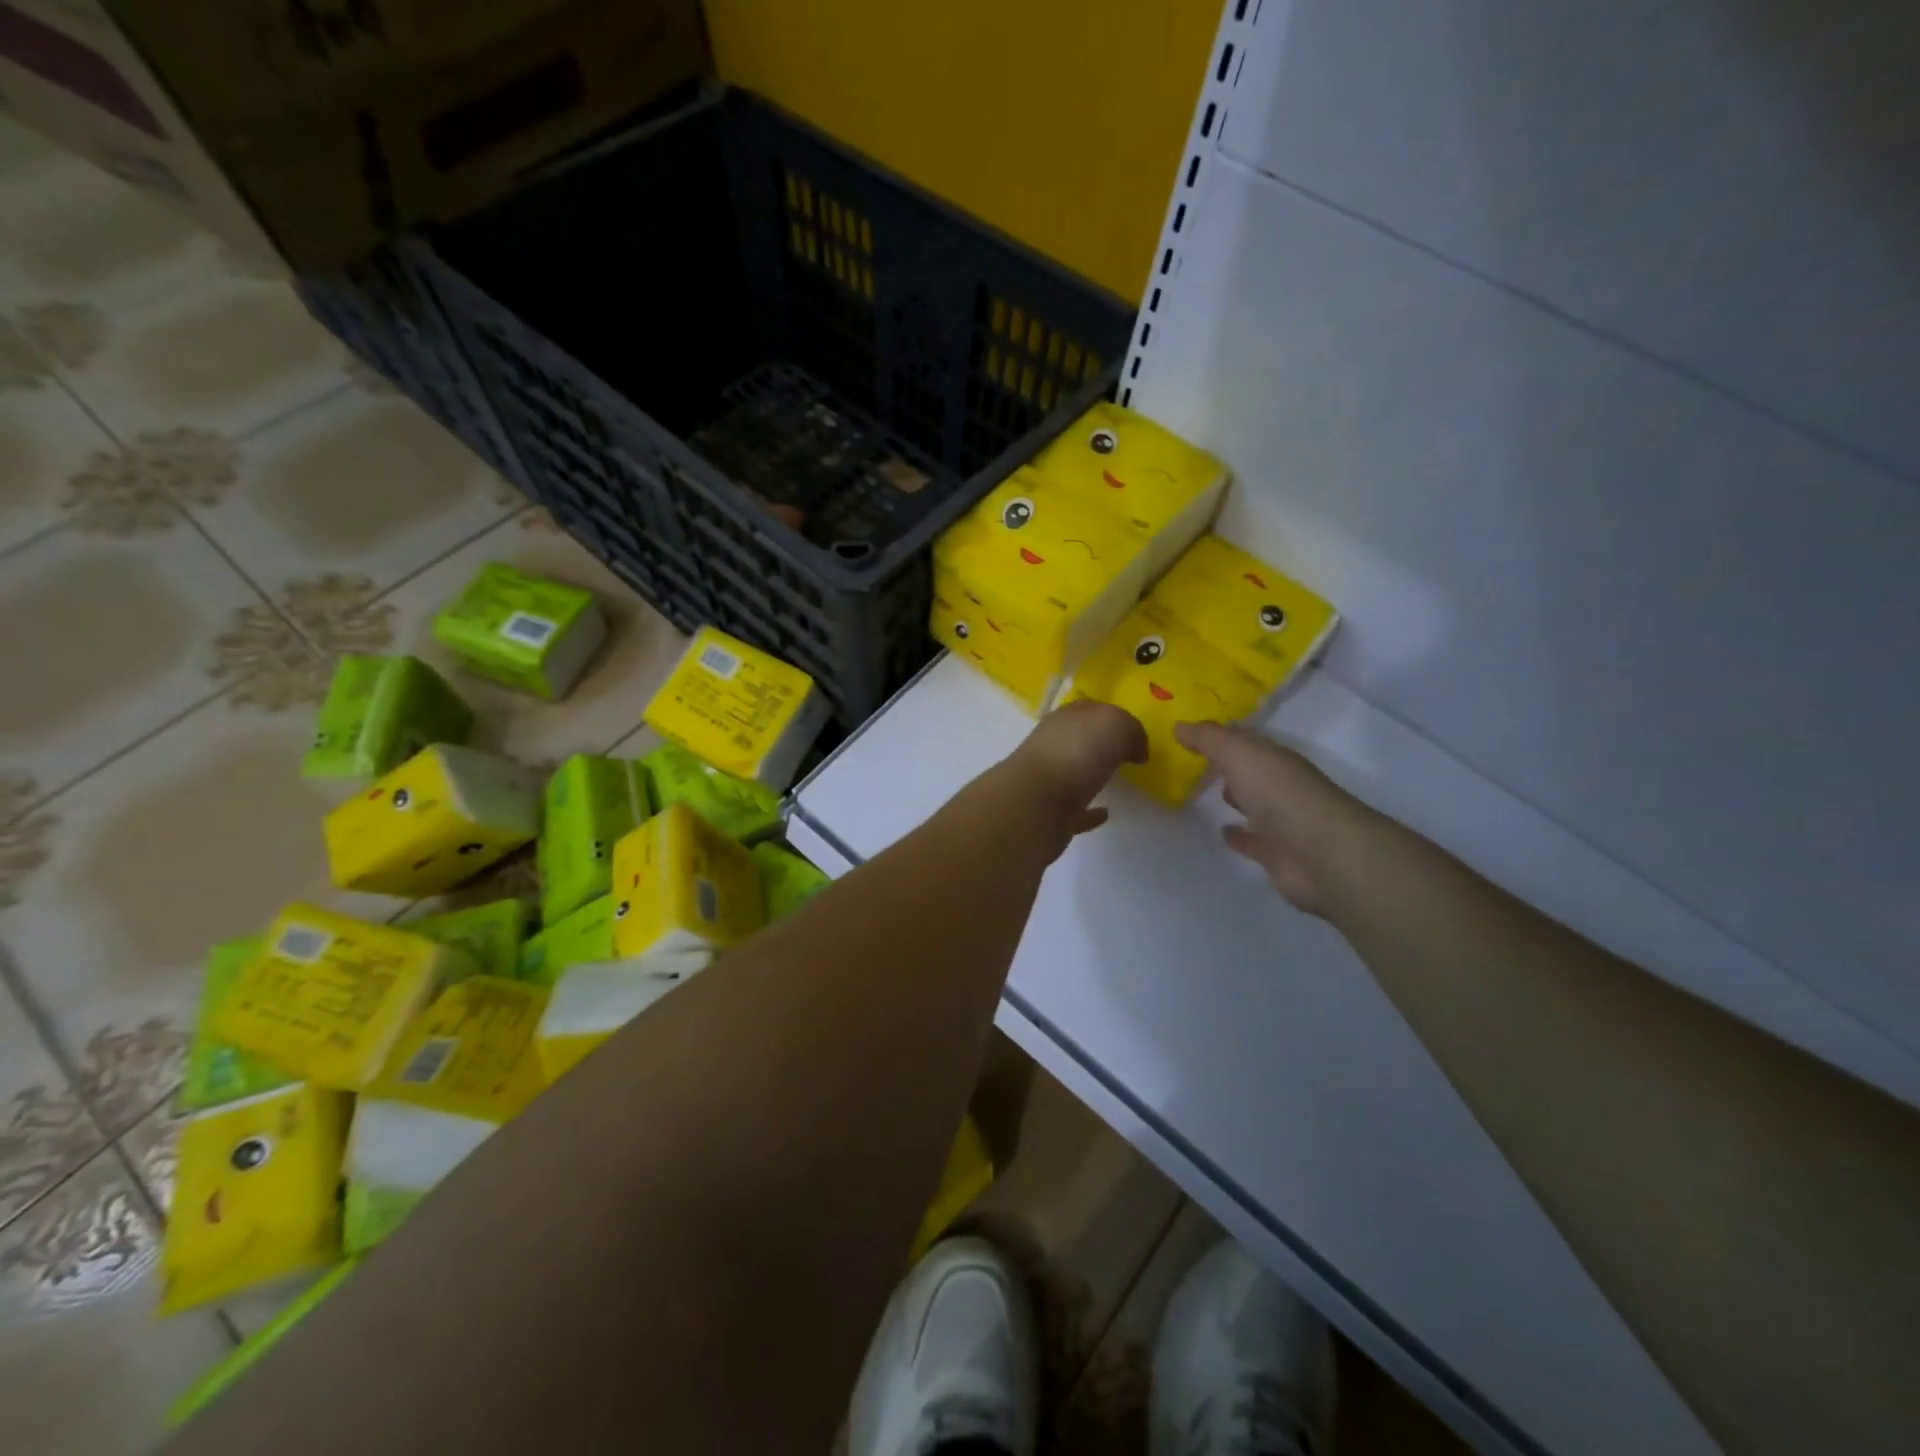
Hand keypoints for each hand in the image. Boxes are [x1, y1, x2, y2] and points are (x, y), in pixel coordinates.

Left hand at [1006, 699, 1148, 838]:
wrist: (1037, 804)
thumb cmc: (1075, 753)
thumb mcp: (1113, 724)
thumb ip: (1129, 730)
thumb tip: (1135, 749)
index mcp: (1065, 719)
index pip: (1089, 710)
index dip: (1113, 717)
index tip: (1135, 733)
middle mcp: (1052, 746)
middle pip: (1080, 740)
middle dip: (1100, 744)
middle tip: (1128, 755)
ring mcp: (1048, 781)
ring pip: (1075, 773)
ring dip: (1093, 776)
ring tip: (1119, 782)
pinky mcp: (1050, 815)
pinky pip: (1075, 810)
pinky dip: (1090, 812)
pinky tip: (1105, 812)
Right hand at [1175, 722, 1369, 917]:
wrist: (1320, 853)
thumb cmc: (1279, 794)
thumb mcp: (1238, 754)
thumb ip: (1208, 739)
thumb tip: (1178, 725)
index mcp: (1276, 759)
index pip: (1247, 741)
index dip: (1222, 735)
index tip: (1192, 733)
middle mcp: (1281, 786)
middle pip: (1252, 771)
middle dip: (1231, 765)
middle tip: (1198, 761)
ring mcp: (1282, 821)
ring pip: (1254, 804)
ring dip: (1237, 798)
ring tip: (1208, 793)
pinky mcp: (1277, 854)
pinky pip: (1253, 840)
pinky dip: (1239, 835)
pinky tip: (1223, 832)